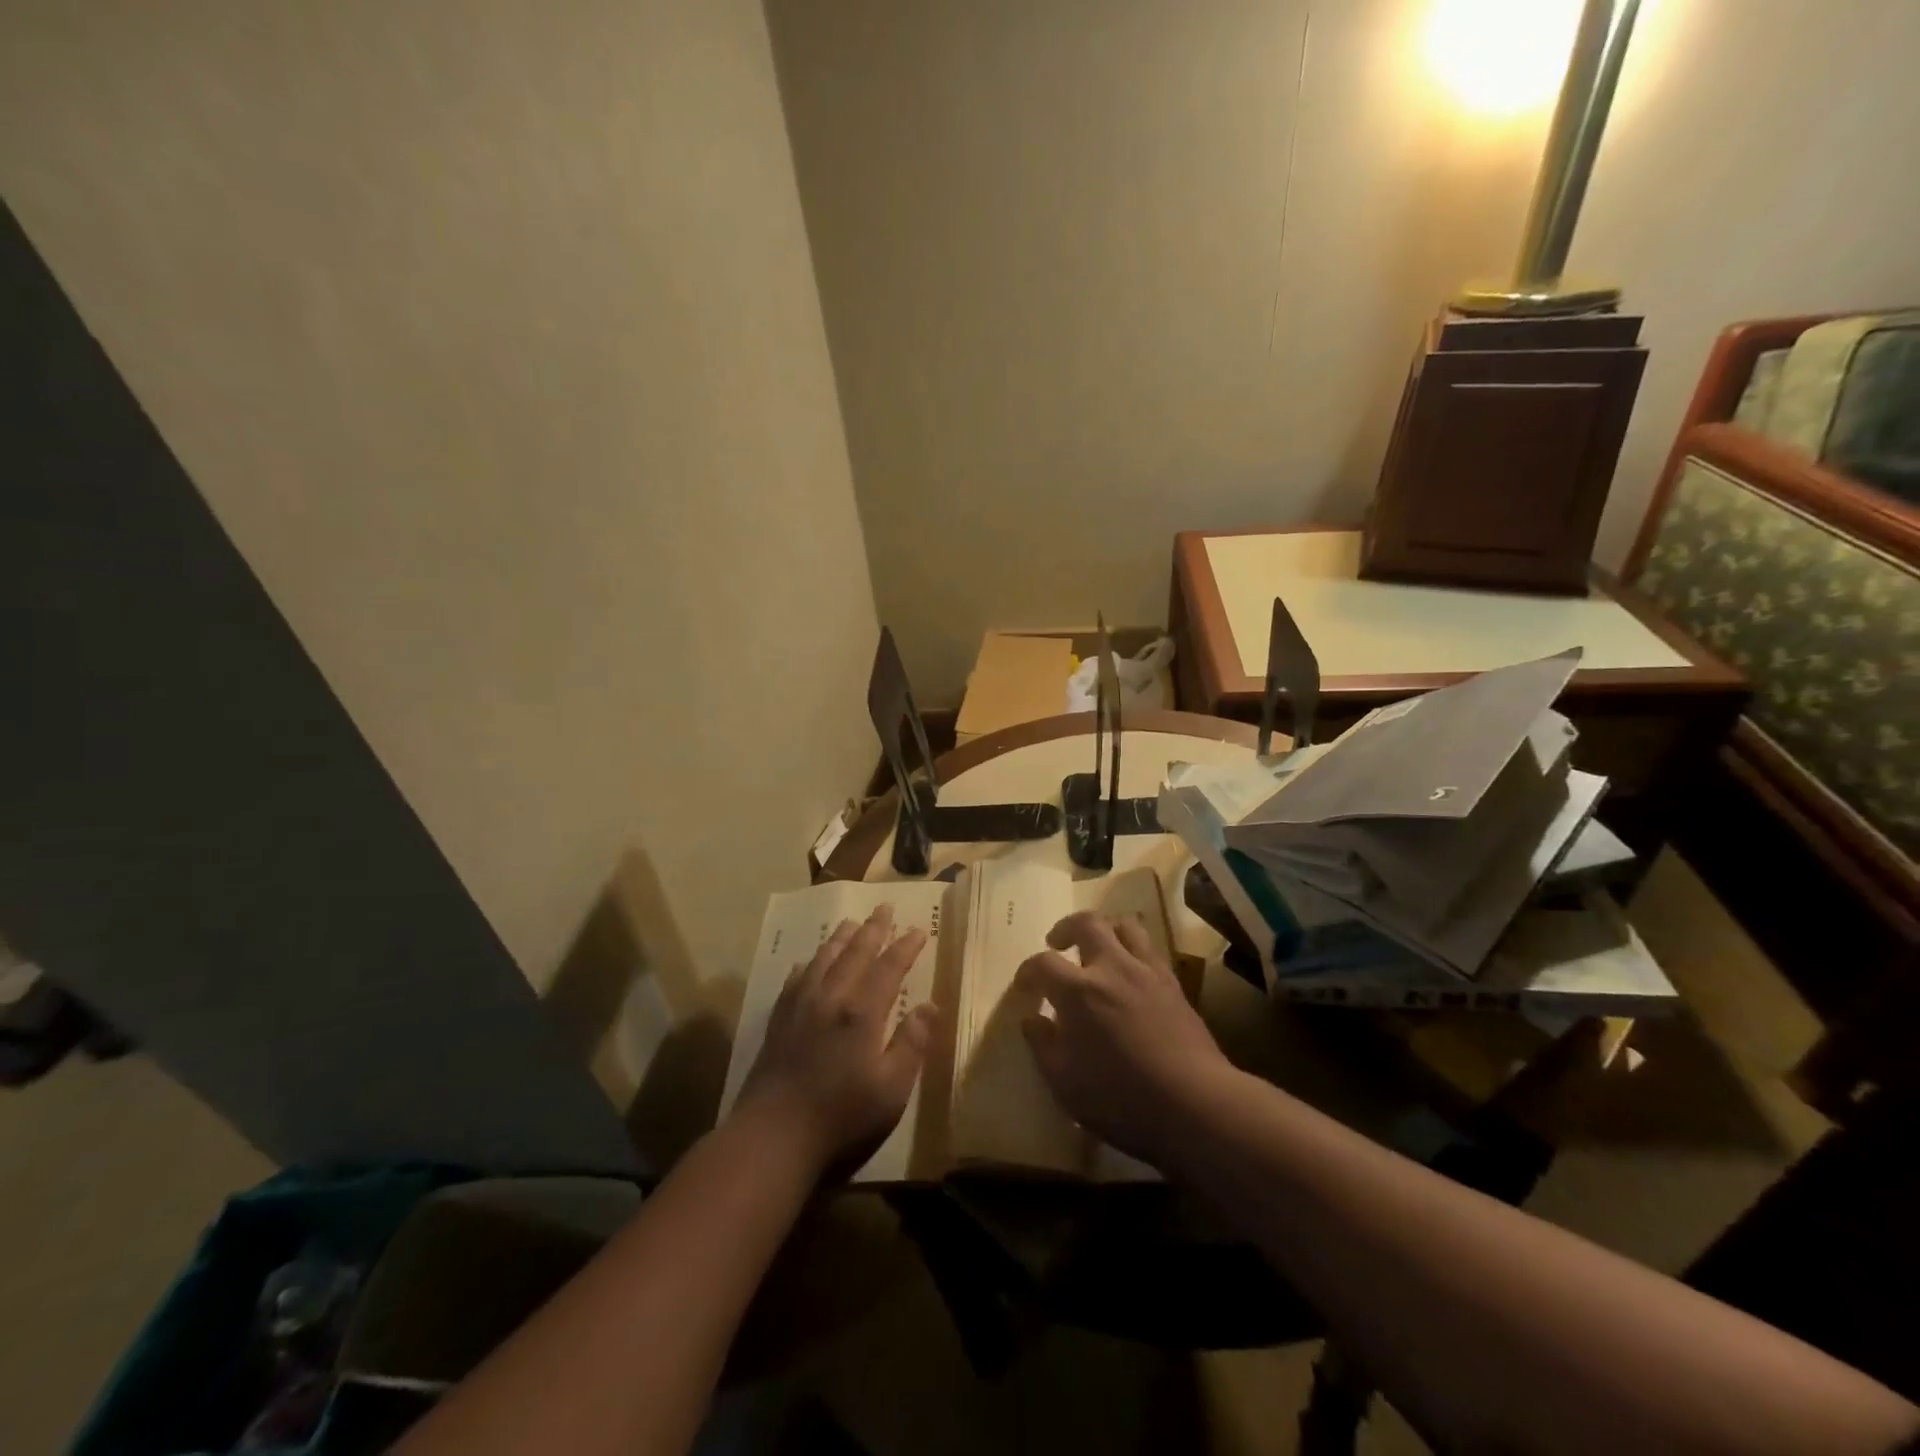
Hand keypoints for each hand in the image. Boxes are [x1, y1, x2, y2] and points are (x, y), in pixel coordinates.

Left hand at [734, 904, 938, 1175]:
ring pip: (823, 958)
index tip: (919, 930)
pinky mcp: (778, 1021)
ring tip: (851, 923)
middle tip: (885, 907)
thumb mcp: (892, 1090)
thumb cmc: (841, 1118)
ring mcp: (800, 1006)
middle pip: (855, 952)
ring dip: (841, 938)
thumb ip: (912, 1044)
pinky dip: (808, 964)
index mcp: (862, 1012)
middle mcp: (831, 997)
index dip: (906, 946)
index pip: (889, 967)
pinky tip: (808, 963)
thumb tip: (929, 1005)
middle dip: (873, 928)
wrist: (772, 1138)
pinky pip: (796, 979)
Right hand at [1014, 911, 1232, 1166]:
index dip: (1028, 971)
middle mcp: (1112, 968)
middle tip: (1058, 943)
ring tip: (1098, 949)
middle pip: (1087, 923)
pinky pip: (1151, 949)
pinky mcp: (1174, 985)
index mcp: (1079, 991)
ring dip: (1105, 931)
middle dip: (1066, 928)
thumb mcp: (1064, 1083)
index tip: (1024, 986)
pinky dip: (1133, 951)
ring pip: (1125, 926)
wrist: (1195, 1105)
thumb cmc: (1121, 1099)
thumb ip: (1043, 1045)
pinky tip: (1129, 975)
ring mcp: (1147, 972)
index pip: (1043, 963)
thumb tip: (1032, 1019)